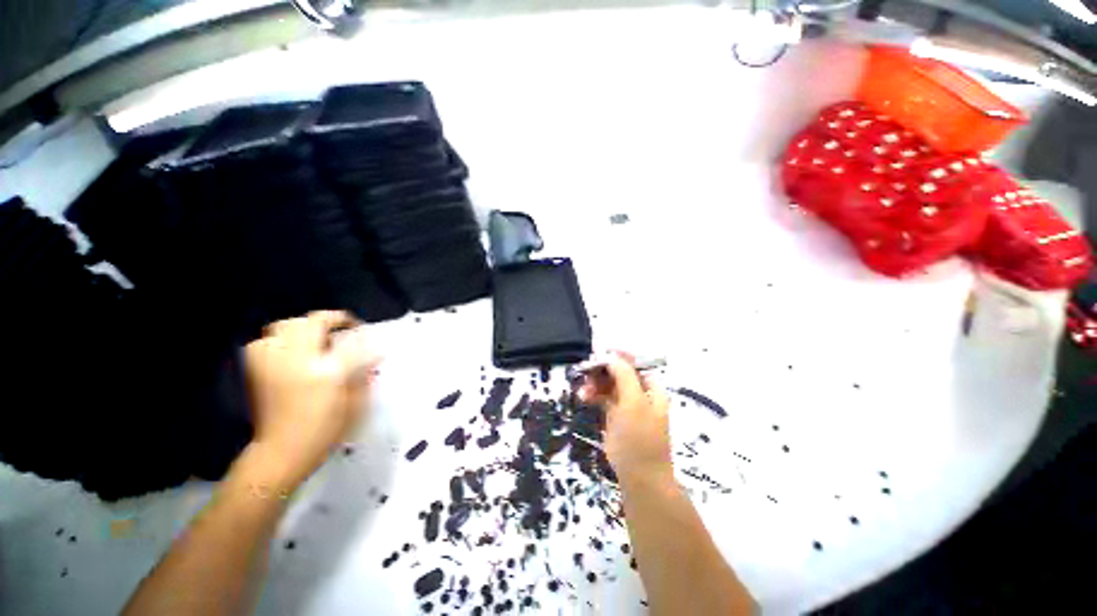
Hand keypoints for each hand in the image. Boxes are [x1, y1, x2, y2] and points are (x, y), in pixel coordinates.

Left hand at [244, 311, 380, 488]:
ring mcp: (272, 362)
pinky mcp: (257, 369)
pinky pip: (265, 341)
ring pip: (286, 325)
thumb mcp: (356, 402)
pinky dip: (280, 340)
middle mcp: (297, 361)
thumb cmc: (325, 429)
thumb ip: (364, 373)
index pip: (350, 341)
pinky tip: (293, 351)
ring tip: (317, 338)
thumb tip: (374, 354)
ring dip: (305, 327)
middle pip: (313, 322)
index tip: (370, 336)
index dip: (363, 335)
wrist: (281, 452)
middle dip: (333, 320)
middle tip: (345, 329)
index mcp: (326, 372)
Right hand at [578, 353, 671, 485]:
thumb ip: (624, 376)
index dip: (617, 356)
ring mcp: (627, 405)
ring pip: (609, 385)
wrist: (640, 477)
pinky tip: (583, 396)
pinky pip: (603, 398)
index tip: (598, 353)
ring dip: (595, 383)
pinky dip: (594, 395)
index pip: (634, 364)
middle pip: (619, 372)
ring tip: (583, 389)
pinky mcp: (615, 417)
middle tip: (586, 371)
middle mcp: (639, 393)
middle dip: (602, 370)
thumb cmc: (640, 437)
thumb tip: (612, 357)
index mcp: (651, 388)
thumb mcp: (634, 402)